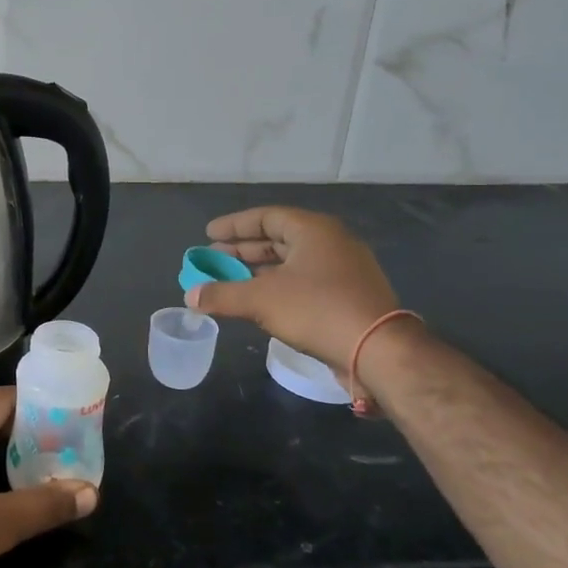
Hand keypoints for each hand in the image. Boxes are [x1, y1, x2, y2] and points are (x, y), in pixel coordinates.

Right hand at [188, 206, 399, 385]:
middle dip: (242, 250)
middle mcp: (330, 243)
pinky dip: (276, 287)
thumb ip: (222, 294)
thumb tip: (190, 297)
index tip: (208, 234)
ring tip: (229, 282)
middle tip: (213, 259)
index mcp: (313, 230)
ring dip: (258, 272)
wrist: (377, 350)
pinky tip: (258, 302)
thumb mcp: (261, 300)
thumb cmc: (317, 310)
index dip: (234, 226)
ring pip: (291, 263)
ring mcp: (342, 270)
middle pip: (278, 239)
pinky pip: (303, 282)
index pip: (266, 217)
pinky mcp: (347, 296)